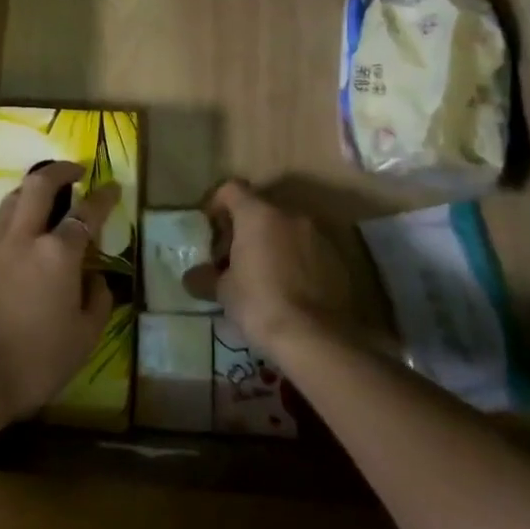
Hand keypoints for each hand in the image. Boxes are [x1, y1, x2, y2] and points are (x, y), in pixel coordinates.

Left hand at [0, 161, 115, 424]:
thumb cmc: (34, 362)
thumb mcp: (83, 339)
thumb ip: (97, 301)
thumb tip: (96, 278)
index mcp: (57, 253)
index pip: (86, 212)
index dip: (103, 197)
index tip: (113, 186)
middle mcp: (23, 236)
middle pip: (39, 183)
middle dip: (60, 170)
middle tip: (75, 171)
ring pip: (12, 199)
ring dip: (32, 190)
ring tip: (45, 199)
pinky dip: (12, 218)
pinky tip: (18, 236)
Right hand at [188, 179, 387, 355]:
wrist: (316, 338)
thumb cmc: (260, 305)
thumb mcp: (223, 293)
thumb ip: (206, 278)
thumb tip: (192, 277)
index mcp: (258, 214)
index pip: (232, 189)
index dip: (217, 204)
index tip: (211, 229)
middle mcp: (290, 215)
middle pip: (261, 209)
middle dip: (246, 229)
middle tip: (234, 257)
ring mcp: (318, 235)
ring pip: (287, 229)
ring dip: (273, 244)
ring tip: (264, 275)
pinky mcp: (337, 259)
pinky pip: (309, 250)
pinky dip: (296, 260)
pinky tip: (290, 289)